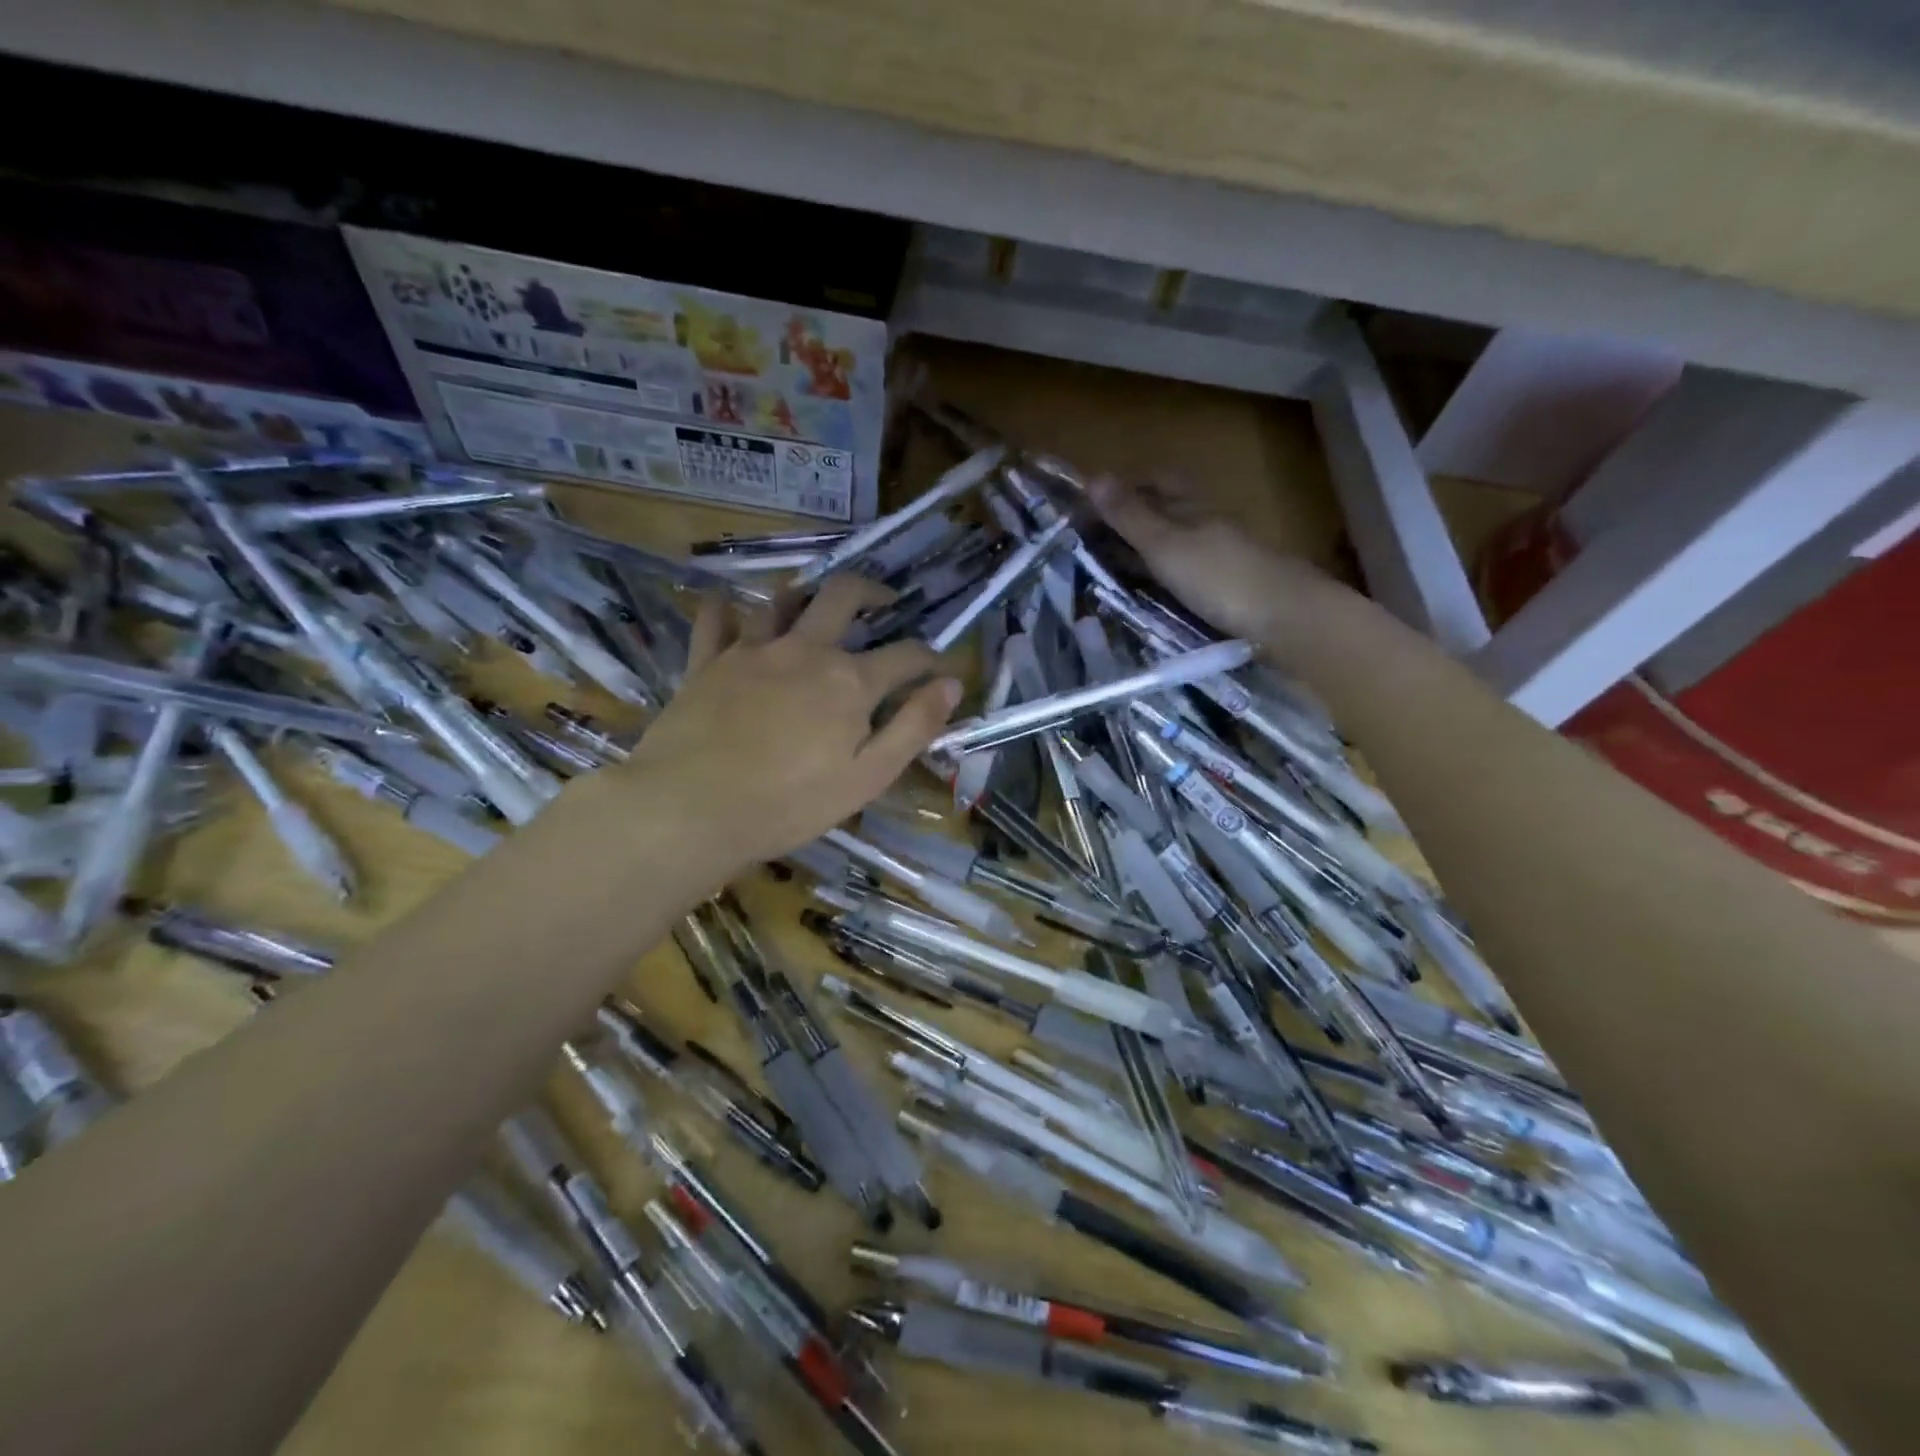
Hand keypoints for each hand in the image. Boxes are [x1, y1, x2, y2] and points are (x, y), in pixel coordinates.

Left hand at [614, 576, 961, 877]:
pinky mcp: (707, 661)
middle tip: (883, 602)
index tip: (942, 668)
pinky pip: (716, 619)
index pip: (905, 655)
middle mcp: (805, 650)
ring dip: (805, 596)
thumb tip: (950, 686)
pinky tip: (731, 609)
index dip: (930, 659)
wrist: (689, 809)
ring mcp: (751, 650)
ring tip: (814, 607)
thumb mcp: (868, 777)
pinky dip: (727, 609)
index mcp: (849, 681)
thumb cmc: (788, 804)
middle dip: (871, 592)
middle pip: (843, 596)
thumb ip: (913, 728)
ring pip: (782, 600)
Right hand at [1087, 475, 1358, 660]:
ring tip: (1114, 571)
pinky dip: (1166, 579)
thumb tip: (1093, 477)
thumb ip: (1130, 516)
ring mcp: (1224, 559)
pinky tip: (1153, 595)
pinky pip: (1189, 575)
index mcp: (1195, 508)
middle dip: (1135, 520)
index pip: (1160, 481)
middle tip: (1096, 540)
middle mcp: (1211, 526)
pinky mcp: (1231, 590)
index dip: (1129, 485)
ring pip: (1179, 546)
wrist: (1285, 619)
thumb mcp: (1165, 545)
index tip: (1094, 500)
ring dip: (1149, 553)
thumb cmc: (1219, 577)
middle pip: (1169, 513)